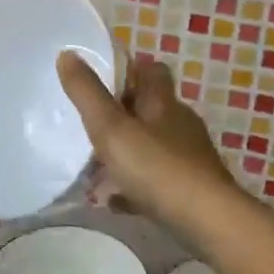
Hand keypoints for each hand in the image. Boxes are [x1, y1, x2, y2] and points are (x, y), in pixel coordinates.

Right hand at [56, 52, 238, 227]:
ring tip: (93, 169)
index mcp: (163, 103)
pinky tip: (113, 201)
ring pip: (151, 146)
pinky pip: (155, 181)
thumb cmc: (156, 167)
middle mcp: (179, 124)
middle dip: (121, 115)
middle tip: (89, 127)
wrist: (206, 220)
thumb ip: (87, 93)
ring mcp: (188, 158)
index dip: (130, 70)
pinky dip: (133, 186)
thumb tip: (67, 53)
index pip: (152, 70)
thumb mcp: (111, 127)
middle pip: (150, 109)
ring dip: (125, 153)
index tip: (102, 80)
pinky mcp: (190, 189)